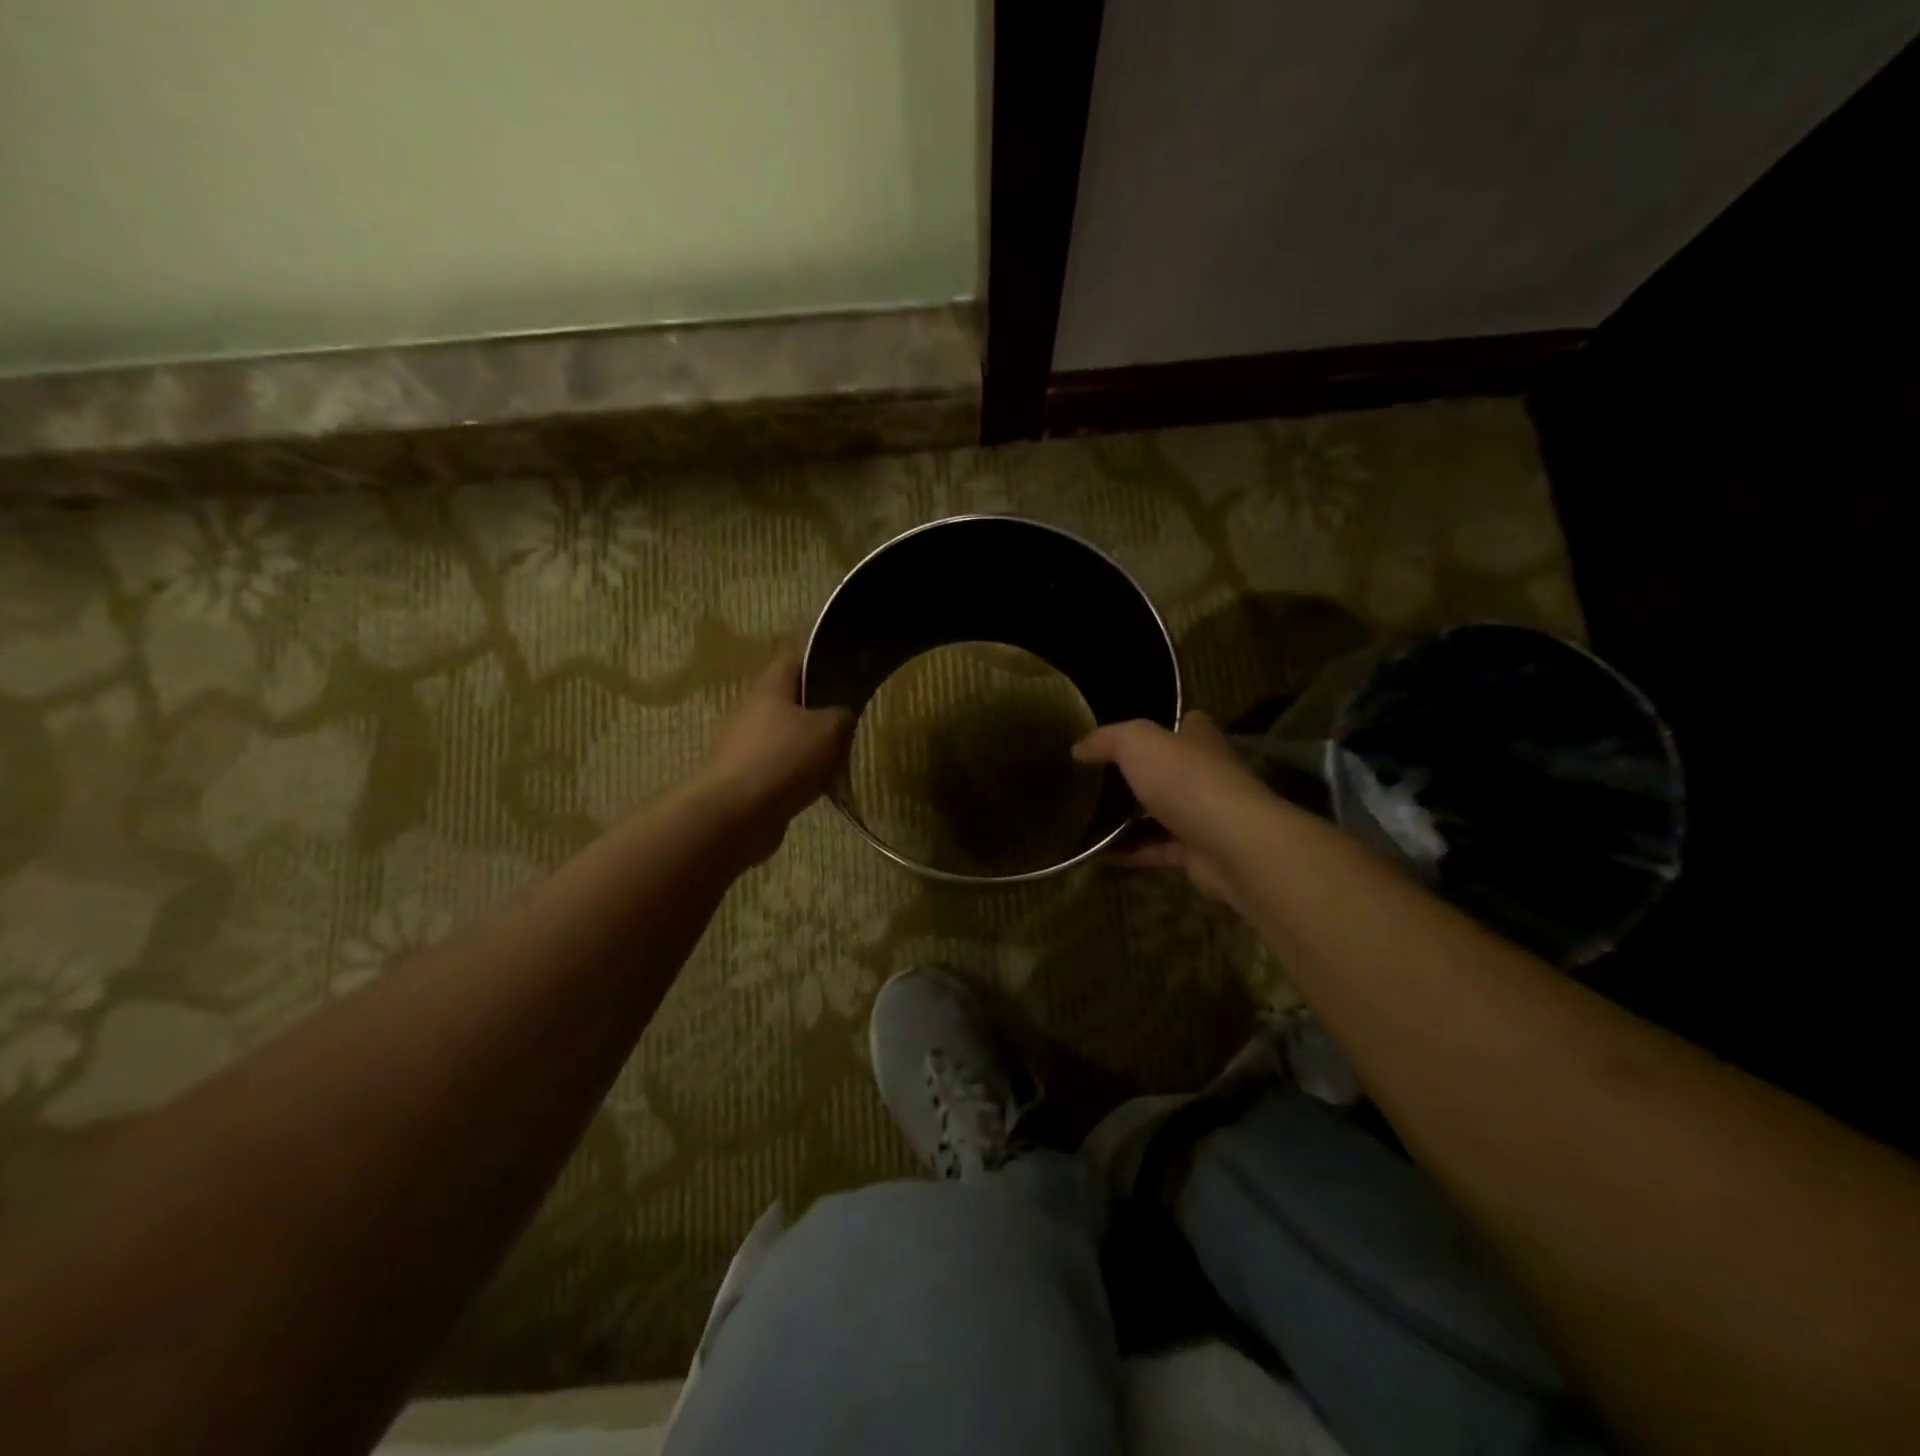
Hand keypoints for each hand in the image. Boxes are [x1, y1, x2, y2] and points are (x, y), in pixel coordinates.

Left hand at [693, 653, 853, 862]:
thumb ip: (842, 715)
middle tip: (846, 728)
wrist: (734, 815)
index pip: (794, 661)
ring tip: (835, 764)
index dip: (820, 664)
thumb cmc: (784, 759)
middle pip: (790, 702)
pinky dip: (796, 777)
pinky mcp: (742, 779)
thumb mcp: (830, 730)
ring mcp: (743, 747)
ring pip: (785, 738)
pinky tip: (814, 791)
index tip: (845, 677)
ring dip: (809, 749)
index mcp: (770, 688)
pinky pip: (777, 769)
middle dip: (818, 714)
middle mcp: (751, 711)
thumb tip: (841, 715)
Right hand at [1073, 711, 1276, 909]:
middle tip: (1095, 779)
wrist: (1233, 844)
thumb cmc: (1187, 780)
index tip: (1124, 734)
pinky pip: (1155, 849)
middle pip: (1169, 770)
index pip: (1185, 723)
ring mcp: (1203, 815)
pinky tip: (1096, 854)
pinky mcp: (1196, 853)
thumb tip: (1078, 748)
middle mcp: (1206, 774)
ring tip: (1088, 818)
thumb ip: (1107, 740)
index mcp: (1199, 740)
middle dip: (1139, 774)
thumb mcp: (1137, 743)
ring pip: (1161, 813)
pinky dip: (1129, 851)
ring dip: (1129, 818)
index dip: (1160, 725)